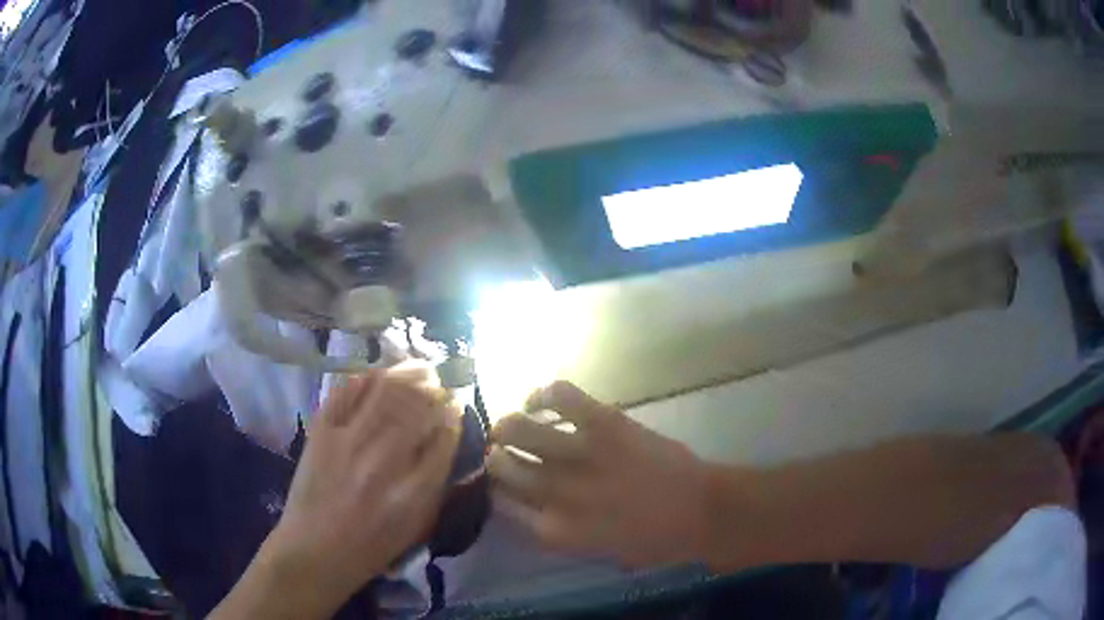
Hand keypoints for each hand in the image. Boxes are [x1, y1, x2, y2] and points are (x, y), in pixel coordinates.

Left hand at [226, 369, 460, 618]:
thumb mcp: (417, 526)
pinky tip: (379, 375)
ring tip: (419, 368)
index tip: (456, 406)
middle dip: (435, 389)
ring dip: (407, 375)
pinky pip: (347, 392)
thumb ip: (436, 483)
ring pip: (385, 392)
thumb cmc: (372, 546)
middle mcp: (384, 460)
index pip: (443, 437)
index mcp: (413, 490)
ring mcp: (349, 441)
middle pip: (417, 407)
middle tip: (441, 381)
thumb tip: (445, 438)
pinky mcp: (321, 432)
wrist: (315, 550)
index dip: (453, 416)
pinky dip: (366, 378)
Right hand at [488, 381, 712, 568]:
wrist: (700, 511)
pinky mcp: (603, 423)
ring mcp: (579, 454)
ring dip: (506, 427)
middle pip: (502, 467)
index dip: (495, 490)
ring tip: (509, 426)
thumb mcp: (599, 550)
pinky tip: (537, 401)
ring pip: (518, 430)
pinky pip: (561, 396)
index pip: (502, 505)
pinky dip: (543, 394)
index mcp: (554, 529)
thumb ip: (564, 532)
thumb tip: (538, 511)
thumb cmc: (654, 540)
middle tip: (500, 452)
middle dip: (496, 459)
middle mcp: (556, 492)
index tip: (498, 483)